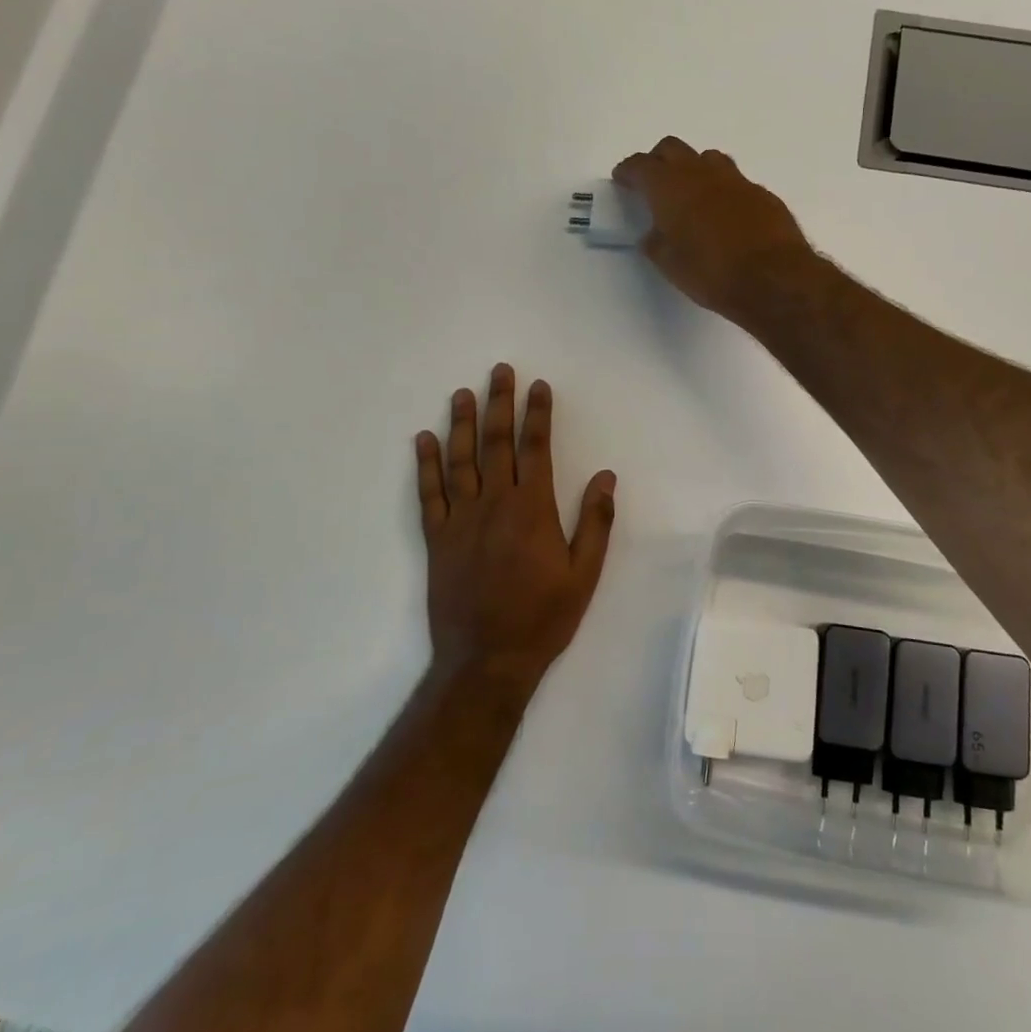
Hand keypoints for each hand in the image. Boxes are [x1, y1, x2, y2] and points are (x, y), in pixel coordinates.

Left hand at [416, 365, 616, 696]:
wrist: (487, 660)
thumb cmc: (543, 617)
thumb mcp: (584, 574)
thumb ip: (596, 522)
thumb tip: (606, 475)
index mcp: (533, 510)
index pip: (536, 448)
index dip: (538, 414)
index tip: (538, 386)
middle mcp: (494, 504)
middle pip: (497, 443)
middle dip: (500, 404)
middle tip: (499, 371)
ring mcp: (460, 519)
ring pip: (460, 460)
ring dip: (462, 424)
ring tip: (463, 393)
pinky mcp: (436, 538)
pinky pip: (429, 493)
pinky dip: (425, 464)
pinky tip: (424, 440)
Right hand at [614, 137, 814, 324]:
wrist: (773, 279)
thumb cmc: (711, 274)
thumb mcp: (670, 265)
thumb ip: (656, 243)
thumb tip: (654, 234)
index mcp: (670, 187)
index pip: (641, 166)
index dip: (628, 171)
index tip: (623, 179)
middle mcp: (701, 173)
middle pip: (673, 149)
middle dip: (659, 161)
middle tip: (654, 183)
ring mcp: (736, 180)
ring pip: (708, 159)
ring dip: (694, 169)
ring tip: (692, 195)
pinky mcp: (762, 194)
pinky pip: (735, 182)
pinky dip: (723, 191)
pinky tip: (726, 215)